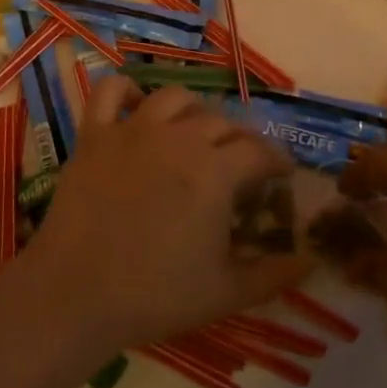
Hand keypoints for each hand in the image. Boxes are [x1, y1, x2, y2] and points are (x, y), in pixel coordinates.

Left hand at [32, 78, 311, 351]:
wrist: (75, 295)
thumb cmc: (155, 296)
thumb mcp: (225, 293)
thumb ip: (274, 275)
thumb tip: (312, 262)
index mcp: (215, 172)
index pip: (260, 151)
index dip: (277, 161)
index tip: (281, 174)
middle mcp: (179, 139)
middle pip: (222, 123)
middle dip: (241, 141)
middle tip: (241, 165)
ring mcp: (133, 131)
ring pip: (175, 98)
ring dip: (194, 112)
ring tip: (196, 133)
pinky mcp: (95, 135)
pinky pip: (110, 92)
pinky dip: (127, 91)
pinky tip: (137, 105)